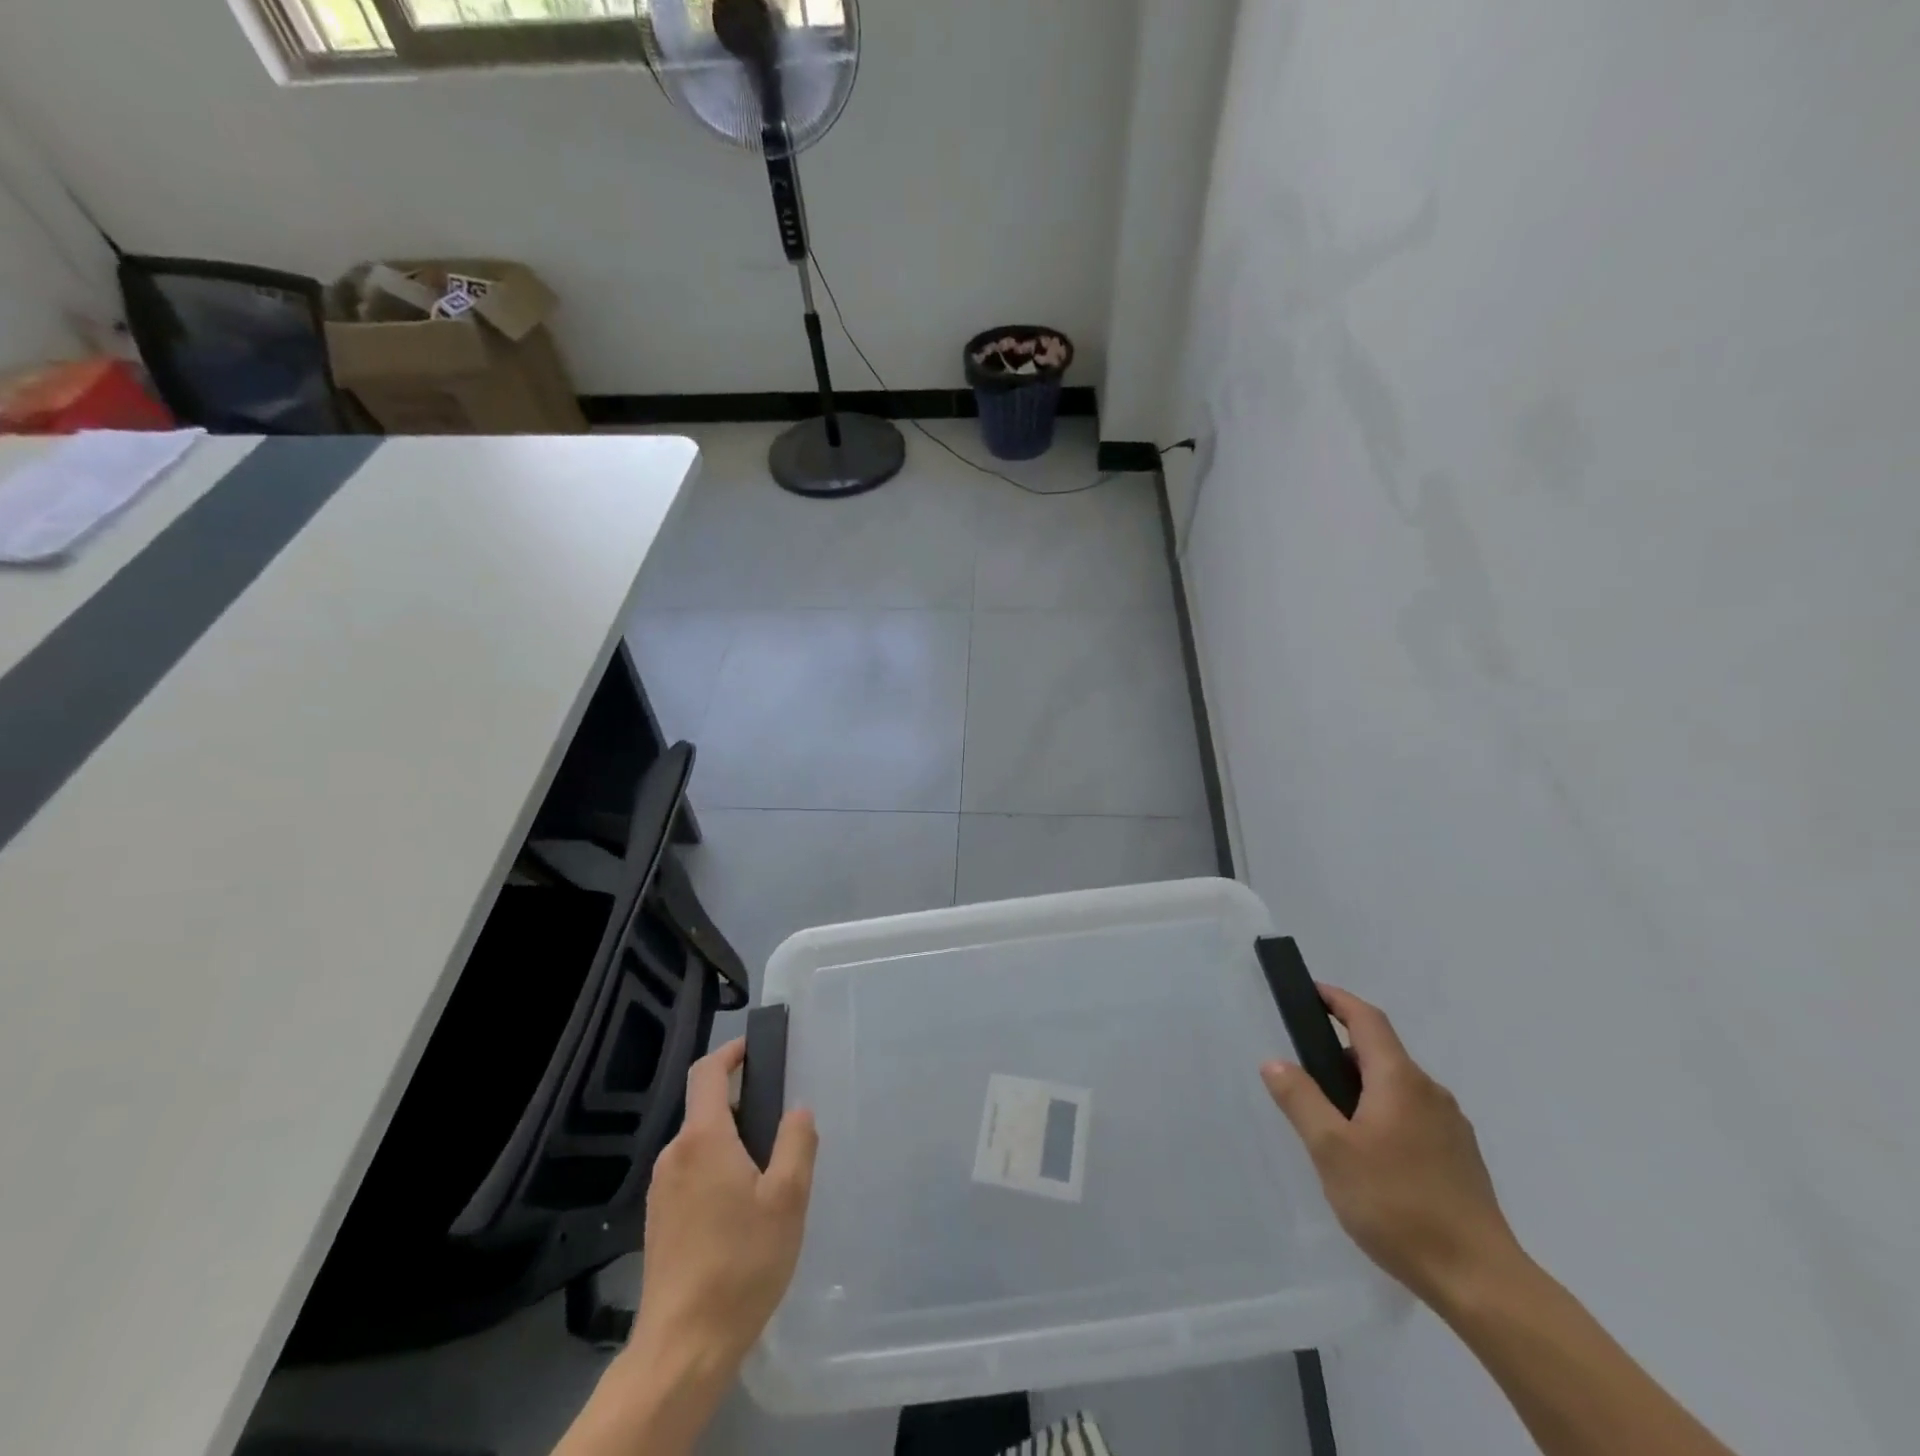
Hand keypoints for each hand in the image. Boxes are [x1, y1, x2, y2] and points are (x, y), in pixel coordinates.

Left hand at [631, 1037, 818, 1376]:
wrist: (684, 1348)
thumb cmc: (741, 1262)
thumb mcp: (788, 1198)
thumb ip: (797, 1141)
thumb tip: (797, 1109)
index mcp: (703, 1139)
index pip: (707, 1072)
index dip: (731, 1052)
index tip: (757, 1048)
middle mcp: (674, 1155)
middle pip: (706, 1109)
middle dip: (742, 1104)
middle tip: (782, 1125)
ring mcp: (661, 1190)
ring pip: (700, 1144)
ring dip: (732, 1142)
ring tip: (769, 1174)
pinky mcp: (657, 1221)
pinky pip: (691, 1174)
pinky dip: (717, 1171)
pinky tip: (742, 1210)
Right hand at [1262, 986, 1521, 1306]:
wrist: (1482, 1282)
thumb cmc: (1397, 1204)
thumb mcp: (1331, 1150)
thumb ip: (1300, 1099)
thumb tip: (1275, 1062)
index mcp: (1399, 1080)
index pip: (1367, 1019)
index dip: (1337, 999)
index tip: (1310, 992)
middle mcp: (1430, 1093)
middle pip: (1380, 1053)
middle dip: (1340, 1051)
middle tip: (1304, 1073)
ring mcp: (1451, 1127)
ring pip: (1396, 1088)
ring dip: (1361, 1087)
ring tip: (1330, 1122)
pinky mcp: (1460, 1159)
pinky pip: (1412, 1116)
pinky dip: (1382, 1114)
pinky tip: (1368, 1156)